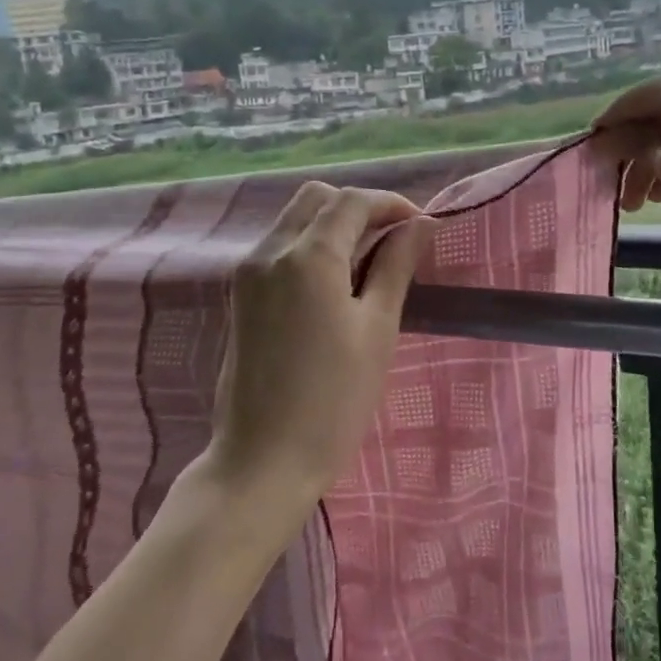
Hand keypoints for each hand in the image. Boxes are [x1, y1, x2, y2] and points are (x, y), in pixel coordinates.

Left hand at [207, 181, 433, 502]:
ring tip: (370, 263)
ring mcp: (248, 274)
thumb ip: (396, 266)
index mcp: (307, 256)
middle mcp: (269, 252)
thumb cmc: (333, 400)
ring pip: (294, 221)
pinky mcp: (240, 297)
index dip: (391, 204)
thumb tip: (419, 225)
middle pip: (316, 199)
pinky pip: (279, 248)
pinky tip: (335, 283)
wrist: (263, 461)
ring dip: (333, 225)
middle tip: (394, 240)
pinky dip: (310, 246)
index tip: (421, 226)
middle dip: (358, 207)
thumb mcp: (377, 329)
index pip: (351, 202)